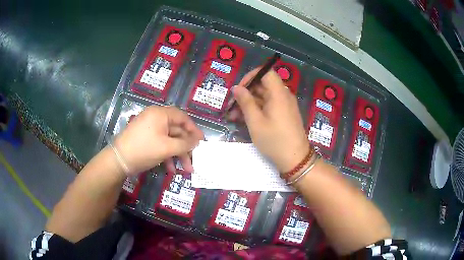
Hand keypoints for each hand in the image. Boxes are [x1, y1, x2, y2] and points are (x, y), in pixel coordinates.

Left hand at [114, 106, 203, 175]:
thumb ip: (185, 144)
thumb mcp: (167, 148)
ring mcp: (149, 129)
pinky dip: (167, 155)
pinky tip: (170, 168)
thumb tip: (197, 141)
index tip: (202, 141)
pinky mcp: (145, 139)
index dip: (194, 129)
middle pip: (176, 131)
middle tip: (194, 161)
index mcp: (160, 114)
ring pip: (169, 140)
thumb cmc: (144, 150)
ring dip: (177, 154)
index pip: (182, 117)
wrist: (119, 160)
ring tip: (185, 170)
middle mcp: (155, 118)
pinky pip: (160, 144)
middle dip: (186, 148)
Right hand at [229, 68, 308, 172]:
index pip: (266, 72)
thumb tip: (236, 87)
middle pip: (263, 85)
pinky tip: (244, 120)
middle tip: (231, 106)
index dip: (251, 76)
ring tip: (233, 116)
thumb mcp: (255, 122)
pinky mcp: (284, 114)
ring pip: (264, 97)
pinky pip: (269, 106)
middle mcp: (283, 95)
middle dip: (246, 93)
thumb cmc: (274, 140)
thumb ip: (245, 102)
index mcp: (279, 93)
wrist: (295, 159)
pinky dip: (257, 110)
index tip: (239, 89)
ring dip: (248, 103)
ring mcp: (284, 105)